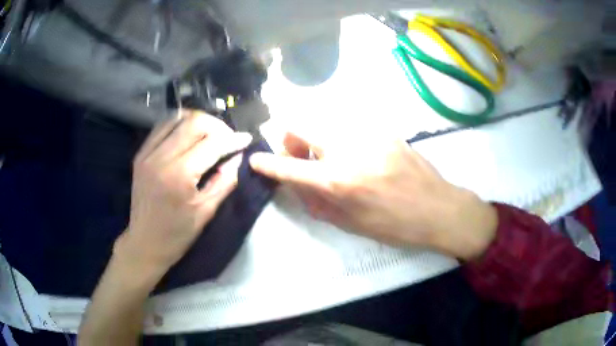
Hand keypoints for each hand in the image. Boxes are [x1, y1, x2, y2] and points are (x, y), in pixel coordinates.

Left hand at [114, 111, 251, 285]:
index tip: (246, 139)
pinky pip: (162, 127)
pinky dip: (179, 125)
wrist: (145, 243)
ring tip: (209, 134)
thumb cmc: (178, 234)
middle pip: (194, 121)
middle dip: (217, 125)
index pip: (212, 143)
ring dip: (198, 121)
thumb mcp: (207, 211)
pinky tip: (188, 135)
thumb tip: (238, 156)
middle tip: (227, 138)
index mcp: (179, 176)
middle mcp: (161, 158)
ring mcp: (147, 153)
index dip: (233, 139)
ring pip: (177, 118)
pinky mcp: (140, 154)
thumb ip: (225, 180)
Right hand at [249, 131, 496, 259]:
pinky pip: (349, 126)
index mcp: (338, 181)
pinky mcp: (384, 129)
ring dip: (317, 138)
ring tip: (331, 157)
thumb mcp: (351, 225)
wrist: (438, 208)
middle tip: (300, 155)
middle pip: (300, 125)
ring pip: (324, 122)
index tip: (255, 159)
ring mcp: (367, 133)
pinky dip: (341, 138)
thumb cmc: (396, 225)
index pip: (290, 167)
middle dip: (291, 140)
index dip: (267, 164)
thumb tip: (298, 186)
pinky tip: (358, 155)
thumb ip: (318, 203)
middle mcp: (347, 149)